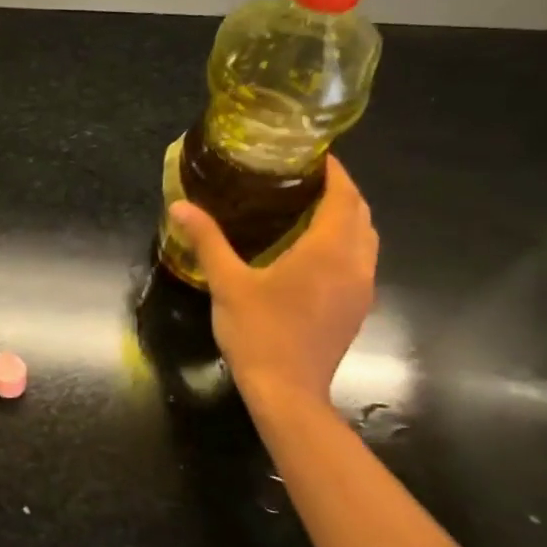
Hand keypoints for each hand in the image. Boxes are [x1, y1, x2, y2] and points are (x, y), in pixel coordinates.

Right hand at [169, 154, 377, 406]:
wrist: (288, 391)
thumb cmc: (259, 332)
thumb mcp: (227, 283)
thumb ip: (207, 240)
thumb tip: (180, 205)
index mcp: (328, 251)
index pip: (344, 197)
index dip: (335, 172)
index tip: (314, 154)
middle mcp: (354, 265)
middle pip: (361, 215)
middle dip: (341, 191)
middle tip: (305, 179)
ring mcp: (360, 289)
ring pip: (366, 239)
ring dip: (347, 218)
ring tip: (310, 208)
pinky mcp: (356, 308)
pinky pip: (360, 261)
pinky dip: (345, 243)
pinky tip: (313, 251)